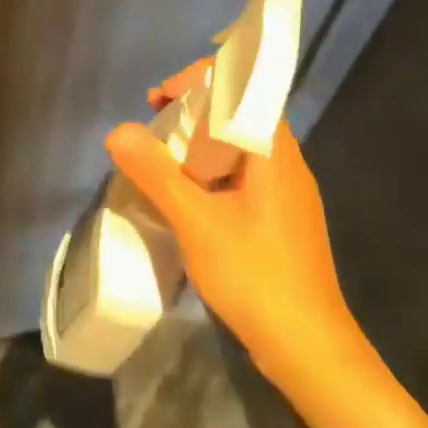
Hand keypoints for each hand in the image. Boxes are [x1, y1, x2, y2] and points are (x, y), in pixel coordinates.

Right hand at [108, 60, 360, 382]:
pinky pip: (243, 175)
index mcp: (273, 151)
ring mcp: (286, 193)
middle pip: (240, 112)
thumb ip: (157, 173)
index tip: (158, 100)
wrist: (309, 348)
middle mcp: (286, 163)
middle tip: (153, 129)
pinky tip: (188, 199)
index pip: (243, 85)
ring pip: (240, 147)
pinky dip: (211, 172)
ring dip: (200, 143)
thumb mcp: (196, 222)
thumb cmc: (255, 276)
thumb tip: (118, 131)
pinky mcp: (281, 219)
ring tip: (161, 161)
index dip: (197, 80)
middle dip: (193, 110)